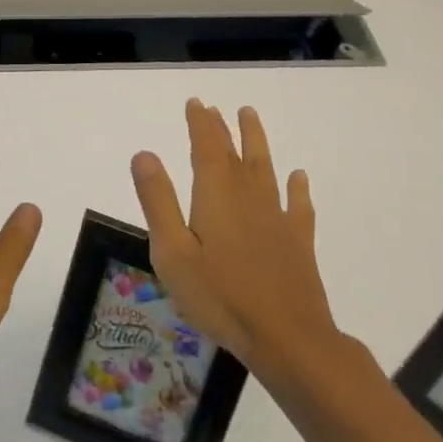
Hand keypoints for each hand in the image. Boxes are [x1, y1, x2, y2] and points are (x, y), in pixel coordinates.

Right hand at [130, 100, 337, 374]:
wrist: (288, 338)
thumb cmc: (220, 296)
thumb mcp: (172, 252)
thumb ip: (158, 201)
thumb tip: (144, 154)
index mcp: (215, 195)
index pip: (206, 147)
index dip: (200, 124)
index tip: (196, 103)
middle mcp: (248, 196)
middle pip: (234, 153)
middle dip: (222, 128)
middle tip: (214, 108)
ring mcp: (277, 218)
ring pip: (265, 168)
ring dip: (256, 141)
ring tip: (250, 116)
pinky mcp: (298, 242)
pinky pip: (298, 205)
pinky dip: (297, 188)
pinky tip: (298, 177)